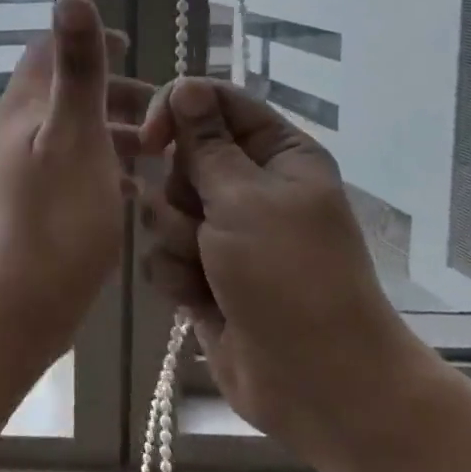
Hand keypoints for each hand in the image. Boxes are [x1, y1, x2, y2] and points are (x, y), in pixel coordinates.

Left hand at [0, 0, 152, 347]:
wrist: (24, 298)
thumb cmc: (57, 212)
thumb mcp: (76, 132)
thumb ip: (78, 68)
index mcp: (26, 107)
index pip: (47, 53)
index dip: (87, 43)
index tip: (129, 46)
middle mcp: (21, 132)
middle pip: (68, 94)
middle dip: (113, 92)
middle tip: (162, 107)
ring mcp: (27, 170)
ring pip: (76, 134)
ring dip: (116, 131)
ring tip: (162, 149)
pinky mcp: (40, 205)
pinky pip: (78, 170)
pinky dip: (108, 167)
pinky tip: (139, 188)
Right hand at [136, 77, 431, 461]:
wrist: (318, 386)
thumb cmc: (290, 277)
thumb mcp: (245, 199)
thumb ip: (204, 142)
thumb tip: (186, 85)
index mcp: (276, 155)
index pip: (213, 103)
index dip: (176, 113)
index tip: (152, 141)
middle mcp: (249, 187)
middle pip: (179, 157)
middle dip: (179, 192)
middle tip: (204, 222)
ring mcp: (224, 233)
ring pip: (162, 207)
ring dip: (176, 240)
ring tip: (206, 271)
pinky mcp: (202, 272)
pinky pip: (161, 251)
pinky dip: (175, 275)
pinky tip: (199, 299)